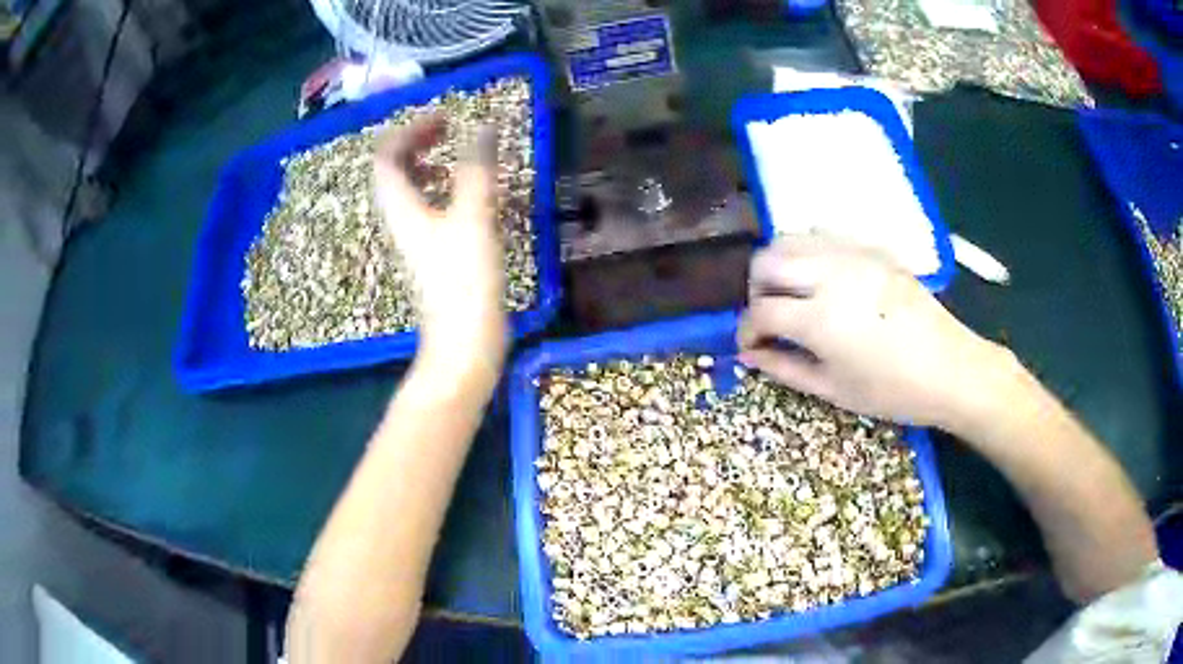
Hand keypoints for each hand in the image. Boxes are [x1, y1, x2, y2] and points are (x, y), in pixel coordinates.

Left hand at [374, 116, 507, 382]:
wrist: (464, 342)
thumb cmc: (464, 279)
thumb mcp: (472, 217)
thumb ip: (477, 169)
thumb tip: (485, 126)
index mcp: (400, 207)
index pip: (386, 156)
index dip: (409, 130)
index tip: (444, 117)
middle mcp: (400, 219)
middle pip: (394, 170)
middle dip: (417, 143)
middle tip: (448, 130)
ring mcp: (415, 238)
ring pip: (410, 190)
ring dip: (428, 165)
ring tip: (455, 156)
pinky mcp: (432, 254)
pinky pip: (427, 209)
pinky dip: (442, 191)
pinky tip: (468, 195)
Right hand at [737, 236, 1006, 428]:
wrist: (949, 368)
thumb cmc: (891, 391)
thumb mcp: (833, 390)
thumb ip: (784, 368)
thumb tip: (749, 355)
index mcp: (818, 318)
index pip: (760, 312)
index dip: (746, 331)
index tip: (750, 346)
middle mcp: (828, 274)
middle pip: (766, 261)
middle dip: (756, 290)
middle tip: (769, 318)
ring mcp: (852, 255)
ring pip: (791, 239)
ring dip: (778, 265)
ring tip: (791, 295)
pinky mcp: (871, 248)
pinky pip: (824, 237)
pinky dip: (808, 254)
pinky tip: (822, 280)